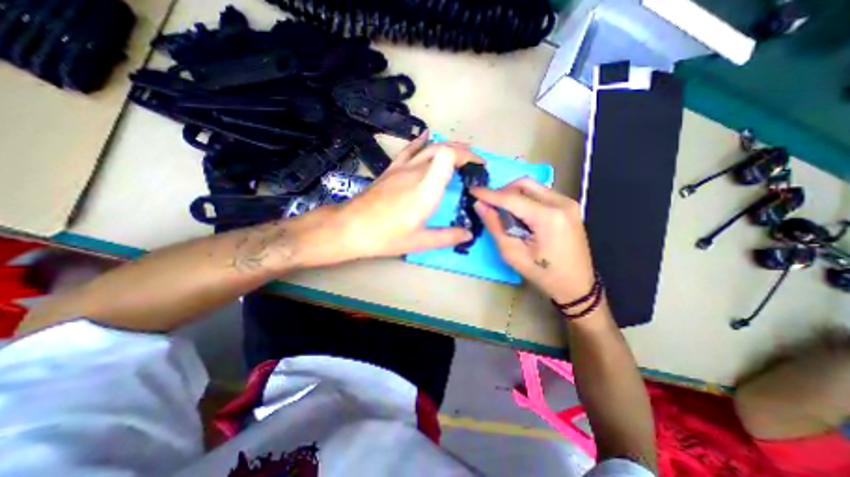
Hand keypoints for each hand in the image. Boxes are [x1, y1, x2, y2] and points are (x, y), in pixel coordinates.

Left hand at [290, 131, 476, 267]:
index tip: (478, 168)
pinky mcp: (391, 170)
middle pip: (443, 149)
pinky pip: (409, 150)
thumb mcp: (420, 242)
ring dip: (448, 146)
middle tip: (476, 163)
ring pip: (429, 148)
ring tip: (461, 152)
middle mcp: (416, 172)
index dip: (467, 157)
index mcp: (426, 189)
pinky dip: (421, 141)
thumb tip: (468, 234)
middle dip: (464, 152)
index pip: (449, 157)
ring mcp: (402, 168)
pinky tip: (427, 135)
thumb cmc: (386, 236)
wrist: (351, 227)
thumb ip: (447, 236)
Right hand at [471, 177, 595, 303]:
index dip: (489, 193)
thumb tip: (480, 205)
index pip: (511, 198)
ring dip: (514, 194)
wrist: (577, 285)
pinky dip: (526, 199)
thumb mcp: (513, 254)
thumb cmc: (543, 274)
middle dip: (503, 191)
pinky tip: (521, 215)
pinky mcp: (569, 206)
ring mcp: (568, 202)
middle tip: (490, 205)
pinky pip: (541, 193)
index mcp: (548, 217)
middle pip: (524, 184)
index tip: (472, 190)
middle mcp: (561, 202)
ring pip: (533, 186)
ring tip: (504, 212)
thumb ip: (495, 226)